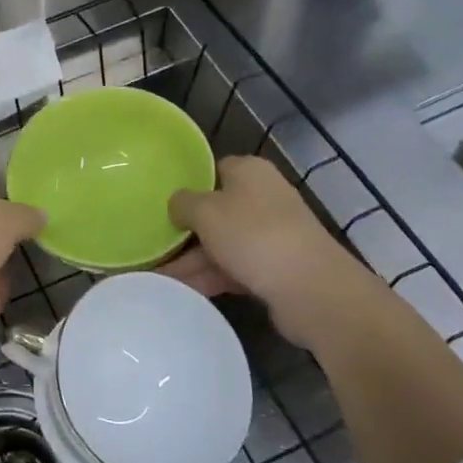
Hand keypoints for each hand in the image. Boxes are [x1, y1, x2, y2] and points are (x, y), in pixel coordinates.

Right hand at [165, 156, 383, 344]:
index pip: (211, 170)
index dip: (186, 185)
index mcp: (249, 171)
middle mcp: (263, 197)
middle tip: (152, 244)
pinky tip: (181, 291)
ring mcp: (272, 233)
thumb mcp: (205, 211)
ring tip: (157, 277)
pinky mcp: (276, 267)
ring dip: (192, 260)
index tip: (159, 203)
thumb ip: (182, 203)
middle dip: (185, 230)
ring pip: (222, 242)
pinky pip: (233, 268)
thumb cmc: (253, 235)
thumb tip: (177, 204)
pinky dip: (210, 277)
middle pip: (215, 210)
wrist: (310, 288)